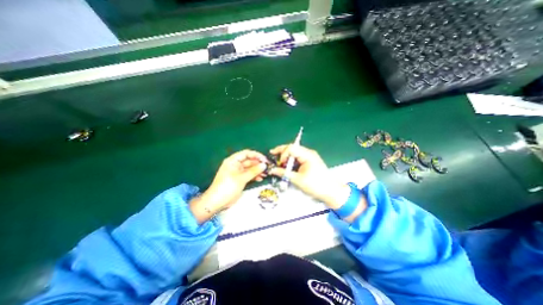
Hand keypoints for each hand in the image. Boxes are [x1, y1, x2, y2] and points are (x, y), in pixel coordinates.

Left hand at [190, 150, 266, 223]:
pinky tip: (260, 178)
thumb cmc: (227, 187)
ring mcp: (238, 172)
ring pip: (250, 168)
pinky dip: (254, 176)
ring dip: (258, 170)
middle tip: (268, 167)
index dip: (256, 155)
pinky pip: (249, 175)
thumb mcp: (241, 178)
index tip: (265, 159)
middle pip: (249, 161)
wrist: (217, 202)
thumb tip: (264, 165)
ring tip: (266, 174)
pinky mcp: (240, 179)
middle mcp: (236, 165)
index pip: (246, 153)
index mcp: (233, 161)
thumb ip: (253, 171)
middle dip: (258, 164)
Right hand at [267, 145, 361, 216]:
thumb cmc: (316, 185)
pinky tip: (287, 165)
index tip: (279, 163)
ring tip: (279, 162)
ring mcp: (309, 156)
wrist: (331, 192)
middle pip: (292, 147)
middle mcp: (308, 153)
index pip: (291, 148)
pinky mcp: (309, 161)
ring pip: (294, 152)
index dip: (283, 154)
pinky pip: (298, 157)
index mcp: (307, 155)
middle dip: (282, 151)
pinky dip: (291, 161)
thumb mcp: (298, 180)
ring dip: (286, 156)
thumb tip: (272, 170)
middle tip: (272, 153)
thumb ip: (284, 173)